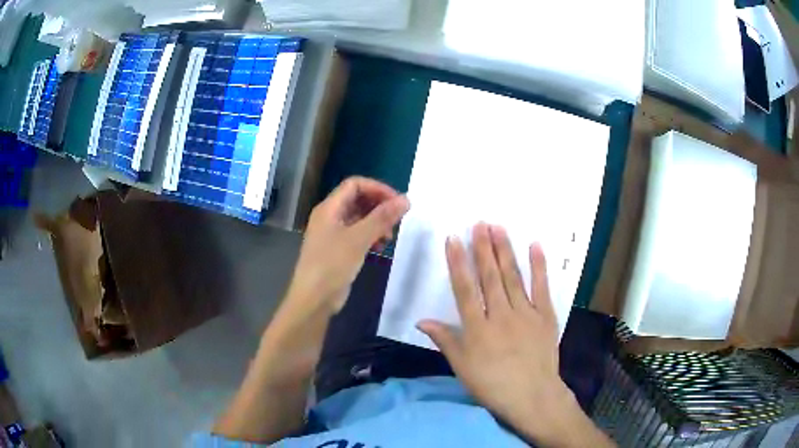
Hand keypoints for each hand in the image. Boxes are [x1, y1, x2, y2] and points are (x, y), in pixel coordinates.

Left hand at [287, 177, 408, 314]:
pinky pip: (357, 235)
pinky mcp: (337, 250)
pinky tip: (380, 249)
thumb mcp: (359, 239)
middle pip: (357, 200)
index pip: (355, 184)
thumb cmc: (332, 264)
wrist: (314, 299)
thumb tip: (406, 199)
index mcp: (329, 208)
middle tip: (396, 220)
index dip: (377, 188)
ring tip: (389, 238)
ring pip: (359, 218)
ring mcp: (332, 234)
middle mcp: (329, 216)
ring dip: (377, 223)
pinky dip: (370, 237)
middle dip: (379, 207)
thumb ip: (382, 217)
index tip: (398, 202)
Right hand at [418, 223, 611, 446]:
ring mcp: (526, 313)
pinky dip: (539, 266)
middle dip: (483, 248)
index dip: (457, 263)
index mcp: (478, 328)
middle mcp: (501, 315)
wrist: (532, 396)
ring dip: (505, 251)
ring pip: (513, 277)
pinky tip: (535, 246)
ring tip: (499, 228)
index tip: (453, 239)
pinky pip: (542, 287)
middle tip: (479, 223)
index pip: (465, 289)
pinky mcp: (545, 316)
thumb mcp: (462, 367)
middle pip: (490, 277)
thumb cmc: (492, 384)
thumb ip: (445, 340)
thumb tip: (421, 320)